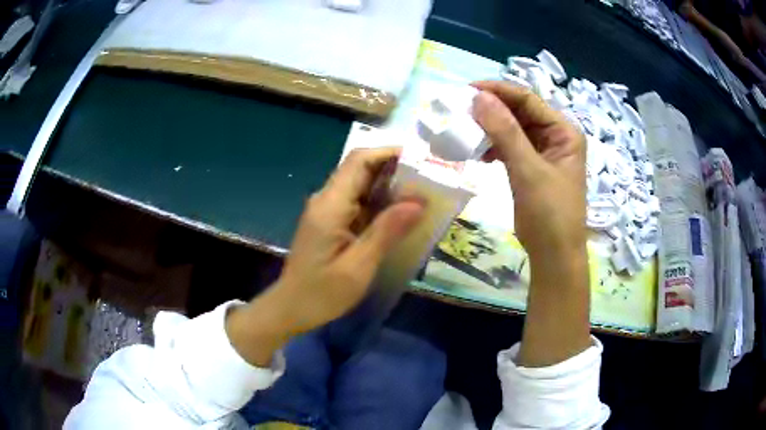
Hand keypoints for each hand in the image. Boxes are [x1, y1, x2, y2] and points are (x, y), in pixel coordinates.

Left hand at [227, 148, 423, 365]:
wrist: (291, 308)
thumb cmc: (322, 293)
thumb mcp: (359, 266)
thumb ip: (386, 231)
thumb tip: (418, 202)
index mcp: (330, 205)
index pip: (360, 161)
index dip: (389, 153)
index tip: (421, 159)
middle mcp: (327, 199)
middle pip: (361, 169)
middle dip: (395, 168)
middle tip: (429, 179)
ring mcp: (327, 210)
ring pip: (361, 184)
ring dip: (390, 185)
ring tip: (422, 194)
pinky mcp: (331, 221)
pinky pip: (358, 202)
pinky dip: (381, 203)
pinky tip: (401, 214)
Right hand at [472, 81, 586, 261]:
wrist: (553, 255)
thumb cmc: (550, 214)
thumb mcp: (529, 170)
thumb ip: (505, 132)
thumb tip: (479, 97)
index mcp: (563, 131)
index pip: (528, 100)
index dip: (498, 91)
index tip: (466, 90)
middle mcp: (555, 136)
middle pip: (520, 112)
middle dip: (491, 109)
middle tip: (460, 109)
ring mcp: (543, 151)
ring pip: (512, 129)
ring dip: (490, 129)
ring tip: (466, 131)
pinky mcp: (531, 166)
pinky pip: (510, 147)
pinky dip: (493, 147)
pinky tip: (478, 153)